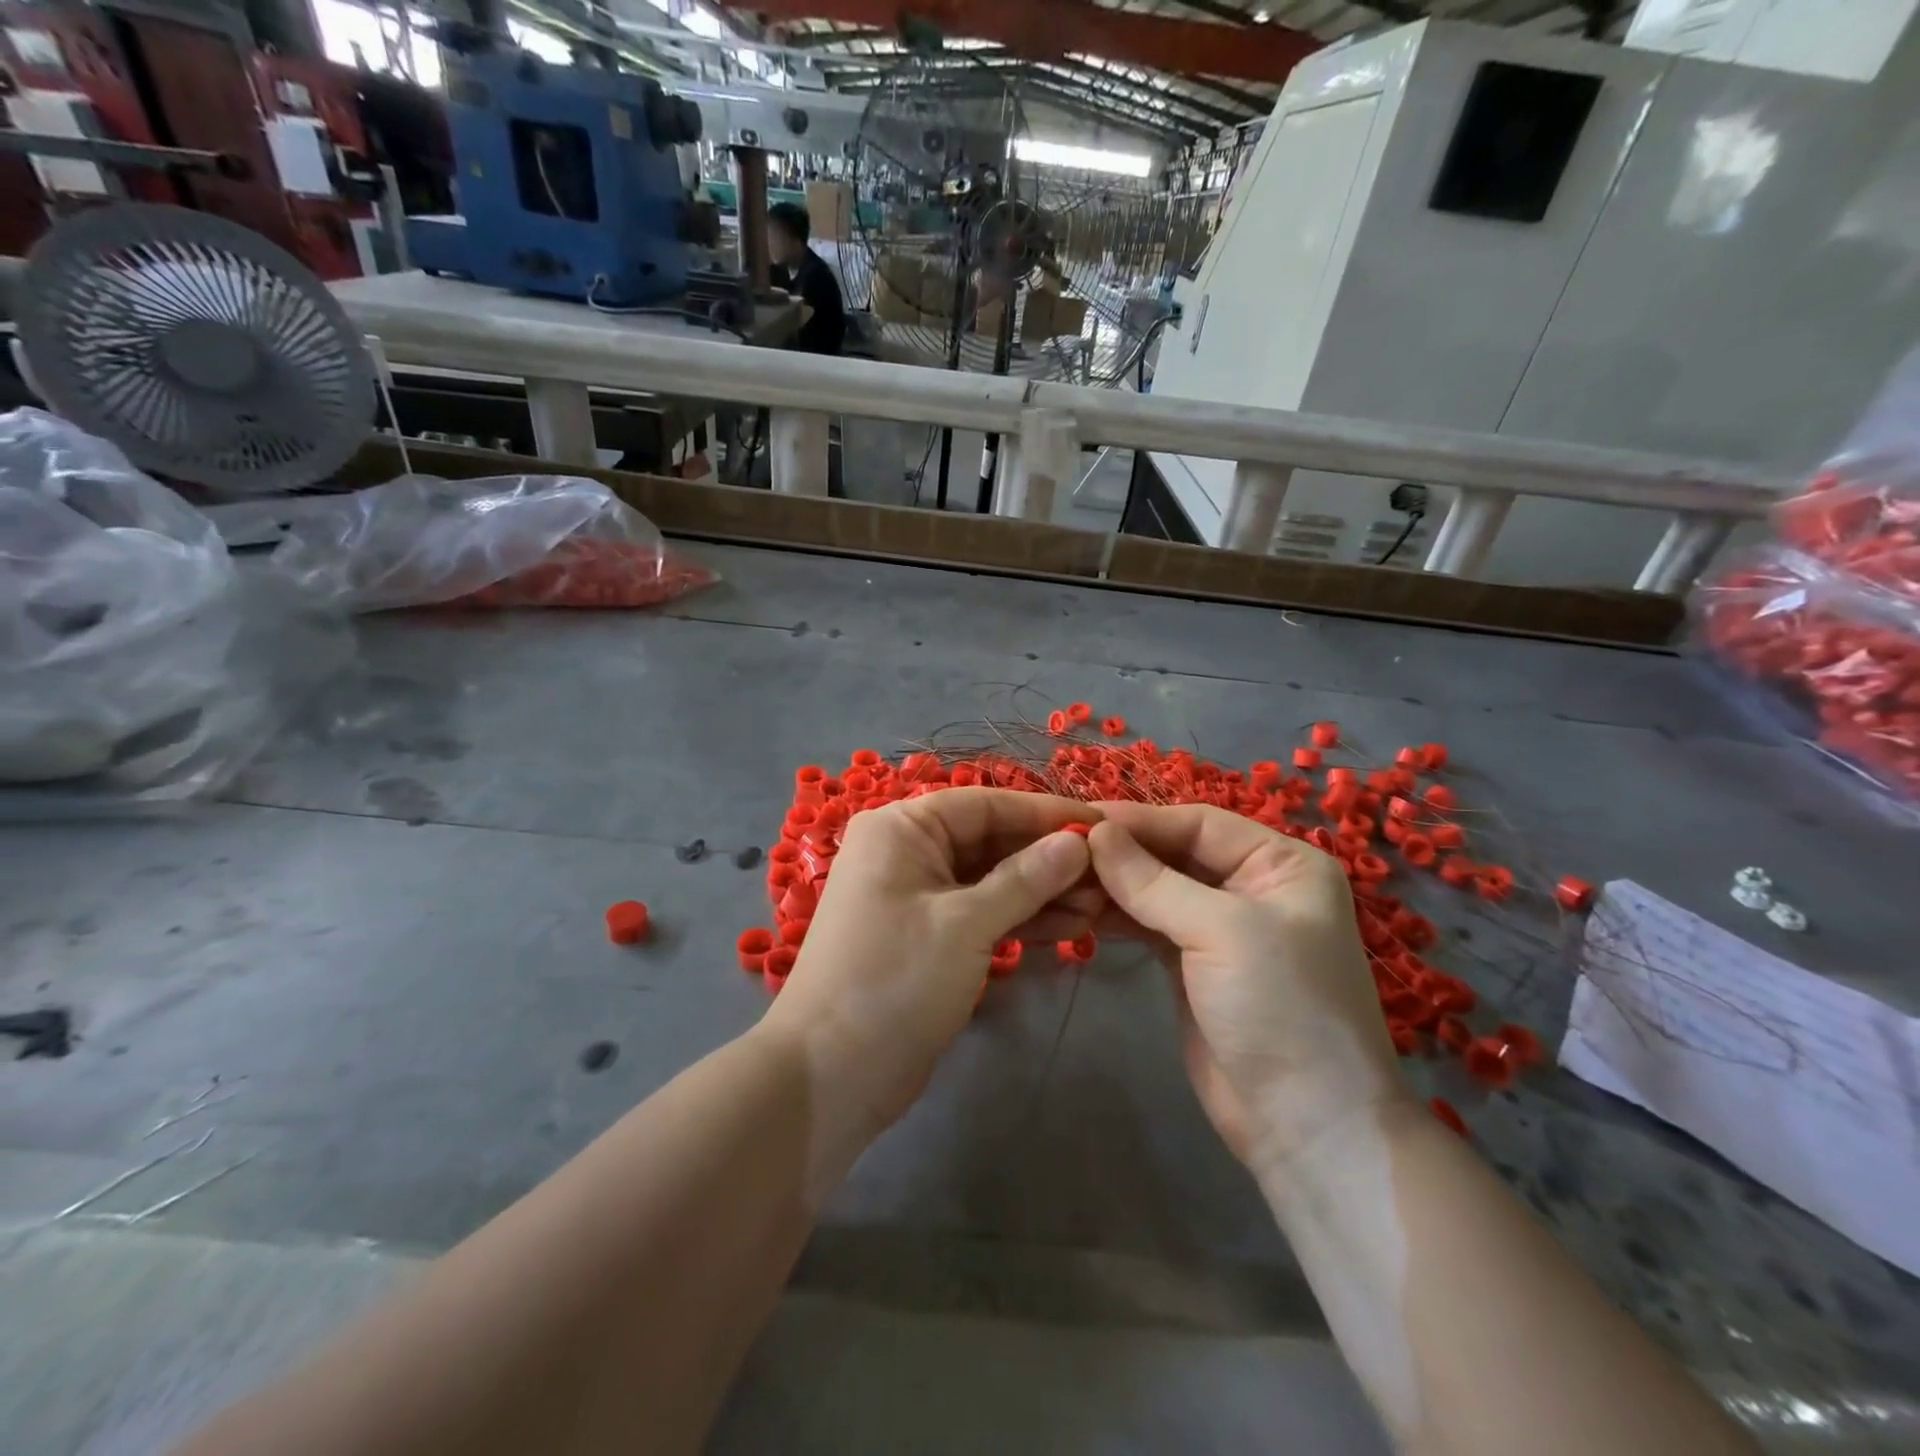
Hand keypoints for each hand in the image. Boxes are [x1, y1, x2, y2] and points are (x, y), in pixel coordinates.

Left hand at [760, 788, 1102, 1161]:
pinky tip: (1071, 927)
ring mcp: (918, 895)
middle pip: (991, 840)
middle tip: (1109, 876)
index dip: (1045, 814)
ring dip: (1041, 891)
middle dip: (1048, 858)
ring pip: (991, 879)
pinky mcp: (929, 935)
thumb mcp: (965, 924)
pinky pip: (981, 912)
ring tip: (1100, 906)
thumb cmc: (894, 980)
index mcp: (902, 829)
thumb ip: (1025, 879)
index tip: (1102, 825)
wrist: (831, 1073)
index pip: (986, 804)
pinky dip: (1021, 918)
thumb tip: (1078, 843)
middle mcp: (908, 851)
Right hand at [1086, 804, 1406, 1171]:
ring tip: (1061, 879)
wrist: (1304, 1126)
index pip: (1199, 824)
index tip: (1081, 819)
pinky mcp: (1191, 964)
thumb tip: (1094, 833)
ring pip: (1156, 889)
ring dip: (1112, 884)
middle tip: (1061, 850)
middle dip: (1121, 853)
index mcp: (1280, 864)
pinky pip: (1147, 924)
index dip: (1140, 820)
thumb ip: (1152, 880)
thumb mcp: (1222, 930)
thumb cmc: (1280, 1008)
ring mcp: (1219, 928)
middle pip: (1174, 853)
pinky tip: (1078, 909)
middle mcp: (1251, 887)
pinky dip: (1116, 915)